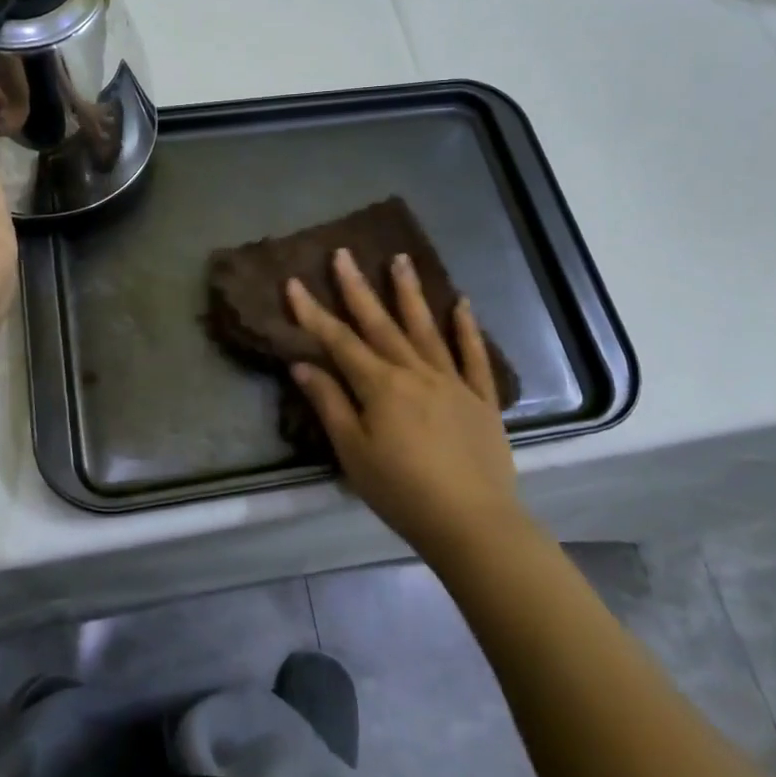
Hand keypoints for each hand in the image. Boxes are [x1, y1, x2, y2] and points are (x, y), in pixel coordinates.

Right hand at [286, 248, 517, 564]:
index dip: (313, 312)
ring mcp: (452, 382)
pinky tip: (461, 304)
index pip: (339, 341)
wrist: (473, 523)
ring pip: (426, 329)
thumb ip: (330, 404)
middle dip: (357, 287)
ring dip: (410, 293)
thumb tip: (303, 365)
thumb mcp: (354, 453)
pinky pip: (473, 357)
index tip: (294, 283)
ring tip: (401, 259)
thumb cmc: (402, 491)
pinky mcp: (481, 399)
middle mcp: (415, 372)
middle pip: (380, 323)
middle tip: (344, 253)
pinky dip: (467, 329)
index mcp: (380, 386)